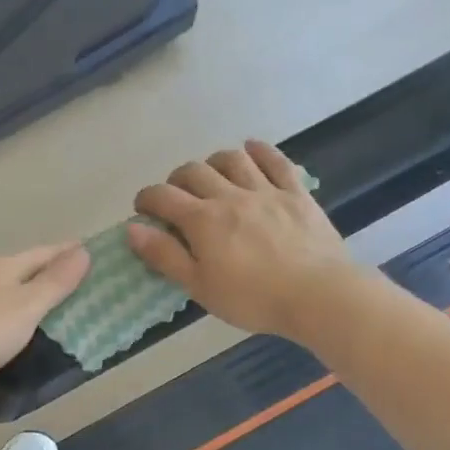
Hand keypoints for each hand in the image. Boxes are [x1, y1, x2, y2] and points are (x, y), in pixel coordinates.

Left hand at [0, 242, 91, 391]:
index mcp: (2, 266)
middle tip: (73, 281)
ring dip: (25, 291)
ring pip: (3, 286)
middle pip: (22, 267)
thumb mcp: (29, 306)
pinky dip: (8, 308)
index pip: (43, 253)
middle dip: (46, 271)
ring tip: (46, 303)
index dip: (67, 253)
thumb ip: (56, 281)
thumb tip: (82, 251)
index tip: (88, 253)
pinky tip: (10, 322)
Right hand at [128, 141, 354, 338]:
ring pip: (232, 159)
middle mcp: (230, 196)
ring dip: (213, 162)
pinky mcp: (296, 194)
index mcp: (202, 220)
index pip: (163, 197)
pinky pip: (276, 161)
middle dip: (176, 180)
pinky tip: (251, 150)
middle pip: (194, 172)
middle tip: (175, 197)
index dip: (147, 198)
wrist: (318, 295)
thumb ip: (164, 256)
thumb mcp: (199, 286)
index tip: (143, 209)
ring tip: (210, 175)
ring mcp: (266, 190)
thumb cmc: (252, 298)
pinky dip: (260, 151)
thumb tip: (132, 229)